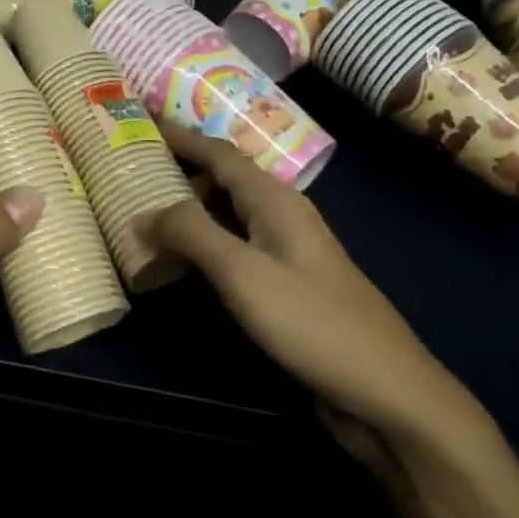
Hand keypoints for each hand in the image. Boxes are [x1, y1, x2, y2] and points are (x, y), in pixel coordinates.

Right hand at [144, 126, 488, 470]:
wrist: (389, 396)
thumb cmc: (313, 323)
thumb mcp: (243, 272)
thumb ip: (190, 234)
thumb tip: (140, 212)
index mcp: (275, 201)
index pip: (218, 152)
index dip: (179, 136)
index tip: (139, 121)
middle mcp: (281, 217)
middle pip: (222, 180)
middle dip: (178, 171)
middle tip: (129, 172)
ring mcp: (285, 254)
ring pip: (226, 216)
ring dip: (187, 210)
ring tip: (142, 212)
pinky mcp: (285, 288)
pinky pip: (233, 250)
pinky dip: (201, 245)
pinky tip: (177, 262)